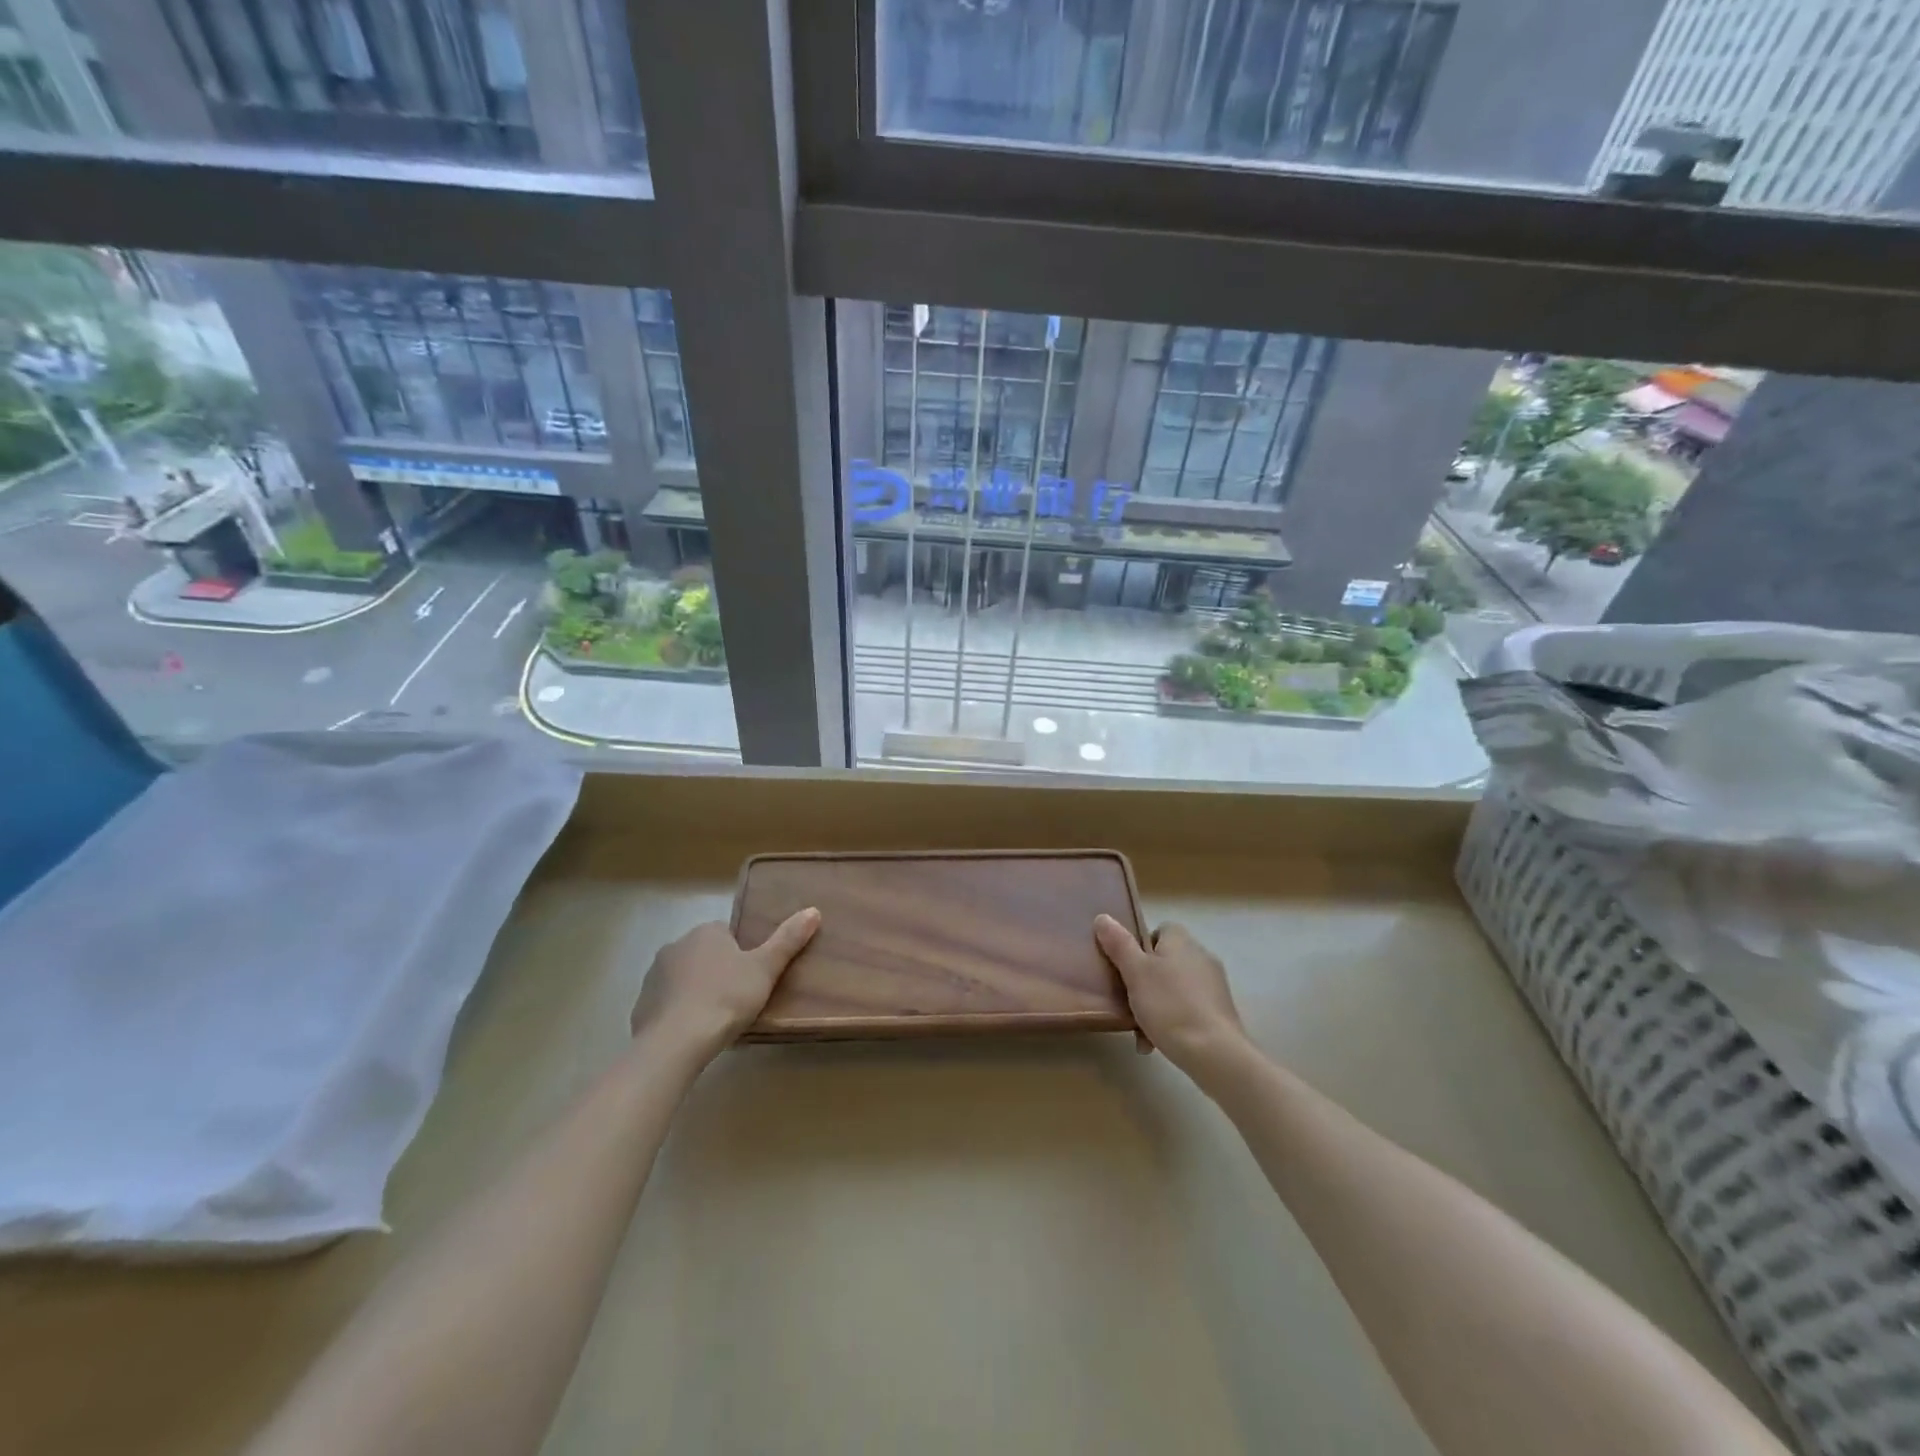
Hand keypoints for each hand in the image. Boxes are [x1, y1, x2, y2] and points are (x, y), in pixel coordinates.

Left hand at [630, 909, 819, 1062]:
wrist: (675, 1042)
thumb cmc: (726, 998)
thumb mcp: (765, 968)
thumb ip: (788, 940)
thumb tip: (814, 910)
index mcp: (706, 932)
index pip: (728, 935)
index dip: (742, 955)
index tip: (752, 978)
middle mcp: (675, 946)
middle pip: (705, 955)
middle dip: (719, 972)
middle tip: (739, 999)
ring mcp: (654, 976)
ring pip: (684, 979)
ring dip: (697, 992)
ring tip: (716, 1019)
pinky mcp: (641, 1006)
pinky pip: (667, 1004)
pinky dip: (678, 1013)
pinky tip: (692, 1033)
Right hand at [1094, 916, 1249, 1077]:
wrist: (1214, 1053)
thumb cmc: (1169, 1006)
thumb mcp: (1135, 973)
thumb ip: (1118, 944)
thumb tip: (1103, 917)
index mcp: (1181, 941)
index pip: (1160, 930)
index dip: (1140, 945)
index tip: (1127, 967)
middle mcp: (1201, 956)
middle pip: (1165, 960)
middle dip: (1145, 980)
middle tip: (1127, 1000)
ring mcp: (1214, 984)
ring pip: (1174, 987)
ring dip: (1156, 1004)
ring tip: (1140, 1030)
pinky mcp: (1220, 1011)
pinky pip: (1188, 1008)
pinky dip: (1173, 1020)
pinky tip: (1158, 1042)